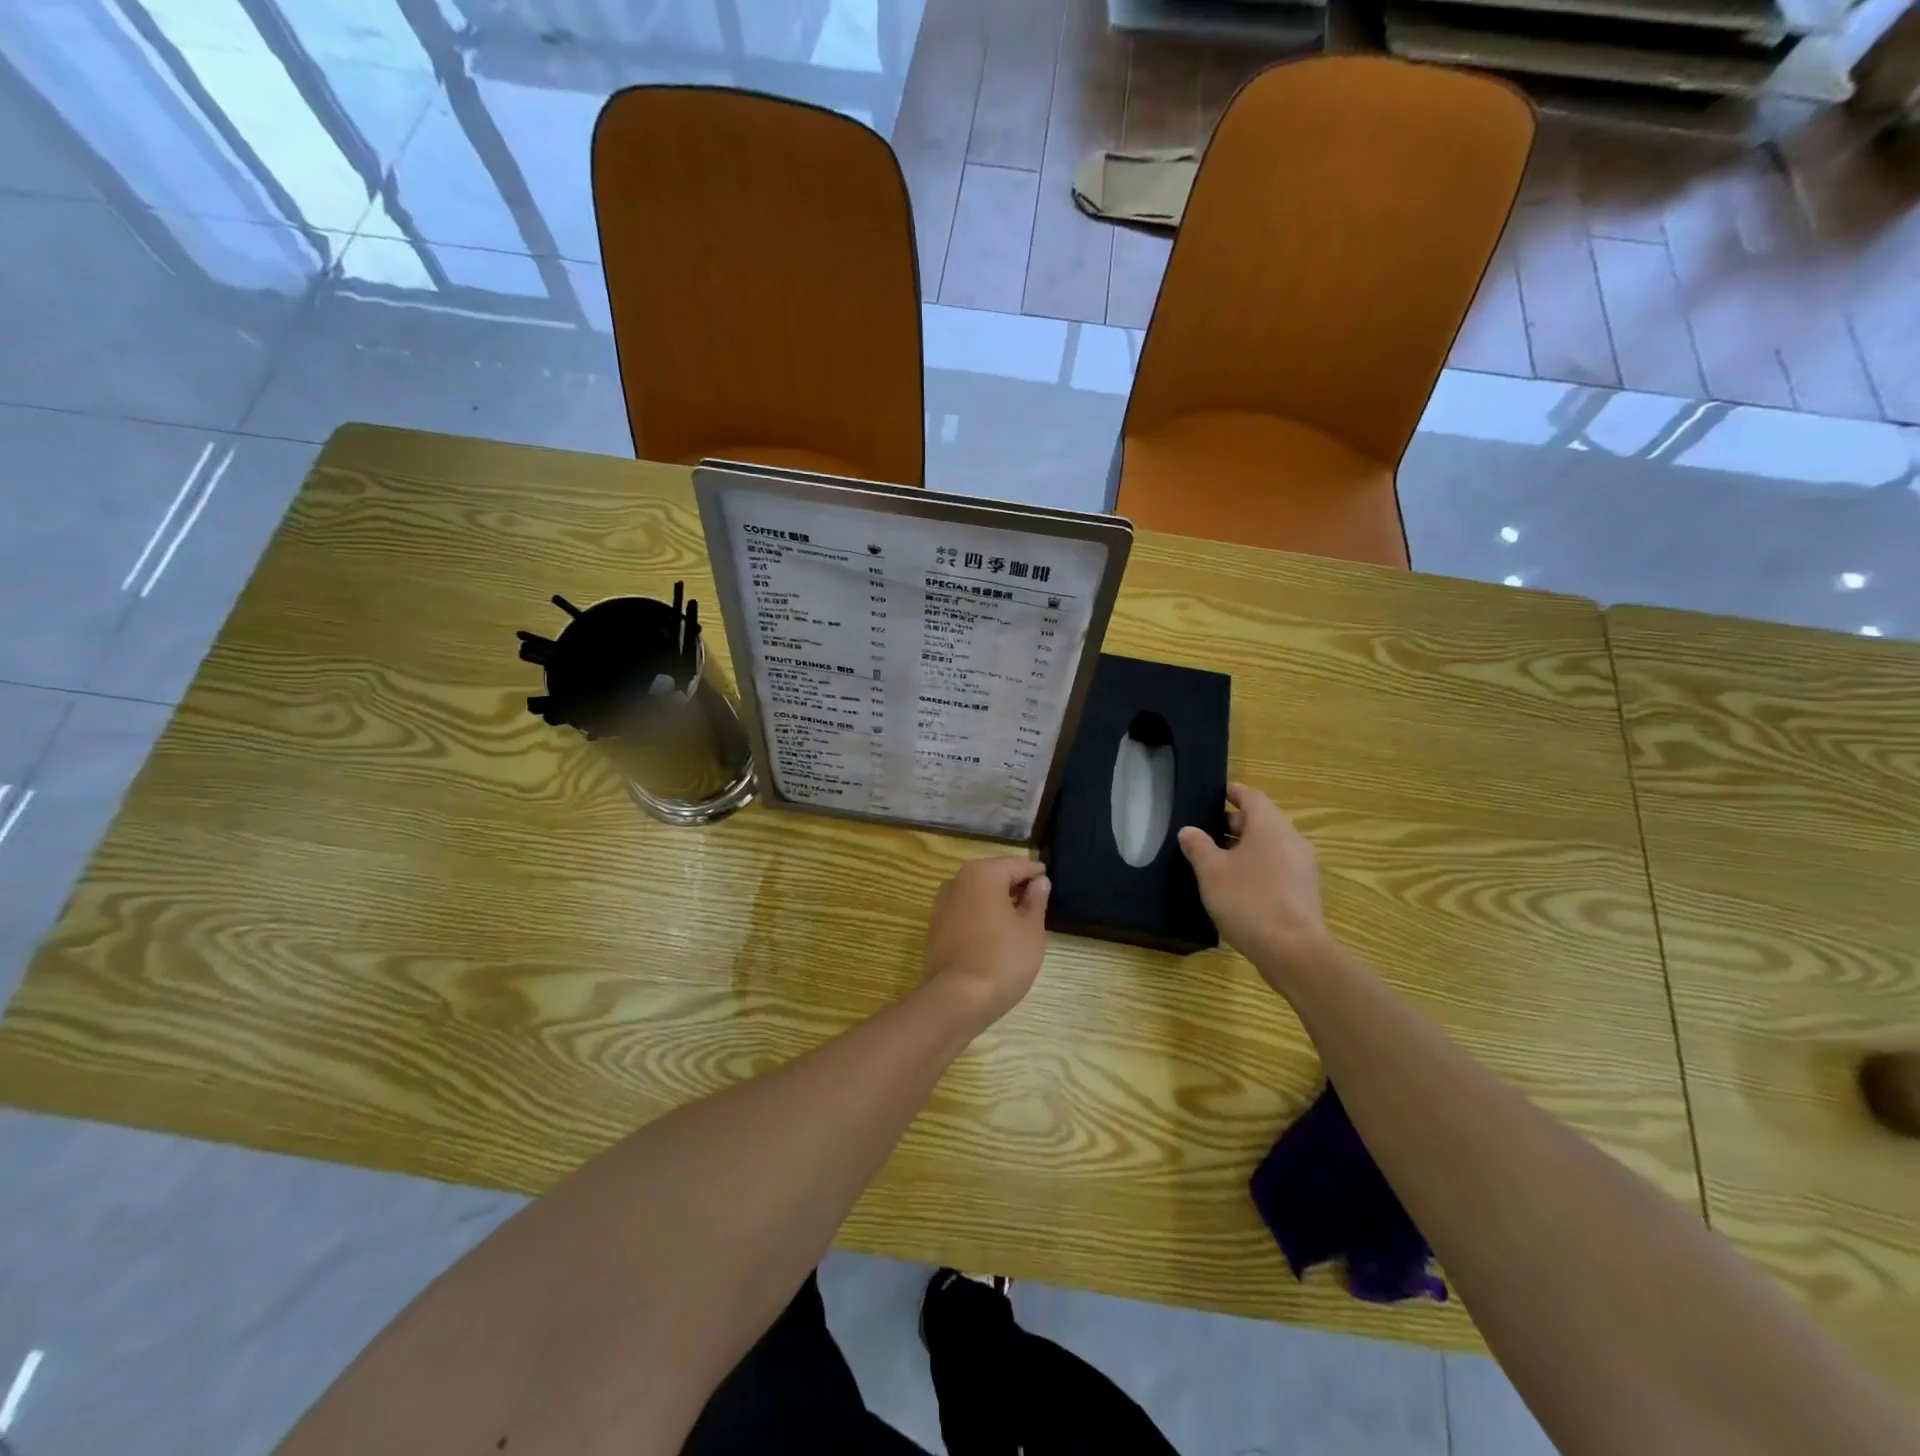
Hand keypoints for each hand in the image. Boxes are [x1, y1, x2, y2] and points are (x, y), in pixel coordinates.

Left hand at [923, 858, 1051, 1027]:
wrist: (956, 999)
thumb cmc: (1002, 959)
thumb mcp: (1031, 930)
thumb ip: (1036, 900)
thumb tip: (1039, 881)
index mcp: (982, 873)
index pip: (1017, 865)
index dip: (1035, 873)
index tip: (1048, 881)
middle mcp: (957, 881)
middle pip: (994, 877)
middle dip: (1015, 887)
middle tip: (1038, 903)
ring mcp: (942, 904)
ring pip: (978, 895)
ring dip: (997, 903)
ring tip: (1019, 921)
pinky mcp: (935, 927)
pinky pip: (965, 912)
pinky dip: (981, 917)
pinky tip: (996, 936)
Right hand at [1178, 784, 1332, 981]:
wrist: (1294, 952)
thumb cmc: (1248, 901)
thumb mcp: (1211, 872)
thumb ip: (1198, 846)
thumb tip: (1189, 830)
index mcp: (1270, 825)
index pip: (1251, 796)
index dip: (1231, 793)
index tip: (1212, 795)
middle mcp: (1291, 839)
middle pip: (1261, 820)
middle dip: (1233, 823)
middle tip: (1204, 833)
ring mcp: (1302, 866)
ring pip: (1269, 845)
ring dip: (1244, 847)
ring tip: (1215, 861)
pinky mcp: (1304, 891)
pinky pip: (1277, 866)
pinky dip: (1257, 866)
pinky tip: (1236, 886)